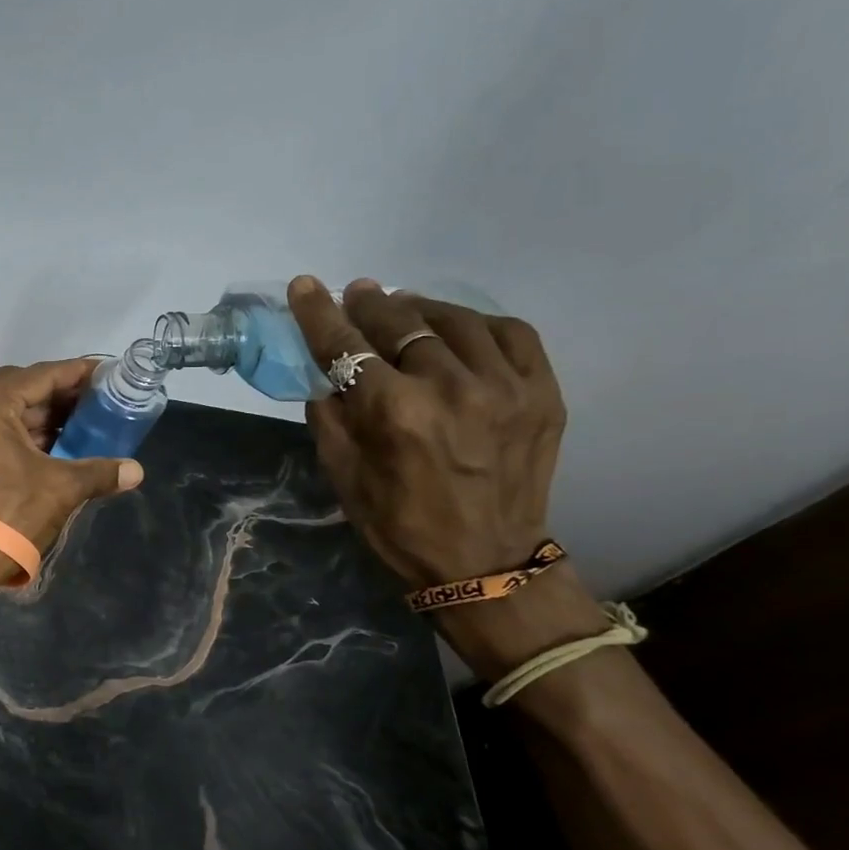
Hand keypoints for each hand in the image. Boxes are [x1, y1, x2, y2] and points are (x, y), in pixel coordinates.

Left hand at [0, 359, 143, 572]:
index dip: (76, 374)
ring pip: (5, 414)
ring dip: (41, 418)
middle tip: (95, 403)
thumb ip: (99, 471)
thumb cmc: (10, 514)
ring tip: (80, 426)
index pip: (40, 375)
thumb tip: (135, 471)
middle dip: (59, 396)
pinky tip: (52, 449)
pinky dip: (22, 436)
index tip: (106, 374)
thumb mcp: (61, 488)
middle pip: (20, 389)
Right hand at [285, 275, 566, 589]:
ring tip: (402, 308)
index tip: (305, 285)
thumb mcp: (343, 477)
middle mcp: (450, 388)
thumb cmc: (400, 525)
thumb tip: (328, 379)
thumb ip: (329, 420)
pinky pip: (511, 333)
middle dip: (369, 304)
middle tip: (356, 294)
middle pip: (400, 324)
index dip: (320, 313)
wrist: (486, 564)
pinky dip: (478, 323)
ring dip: (420, 308)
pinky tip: (459, 329)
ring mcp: (504, 387)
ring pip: (455, 320)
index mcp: (395, 414)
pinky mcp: (543, 393)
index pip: (347, 346)